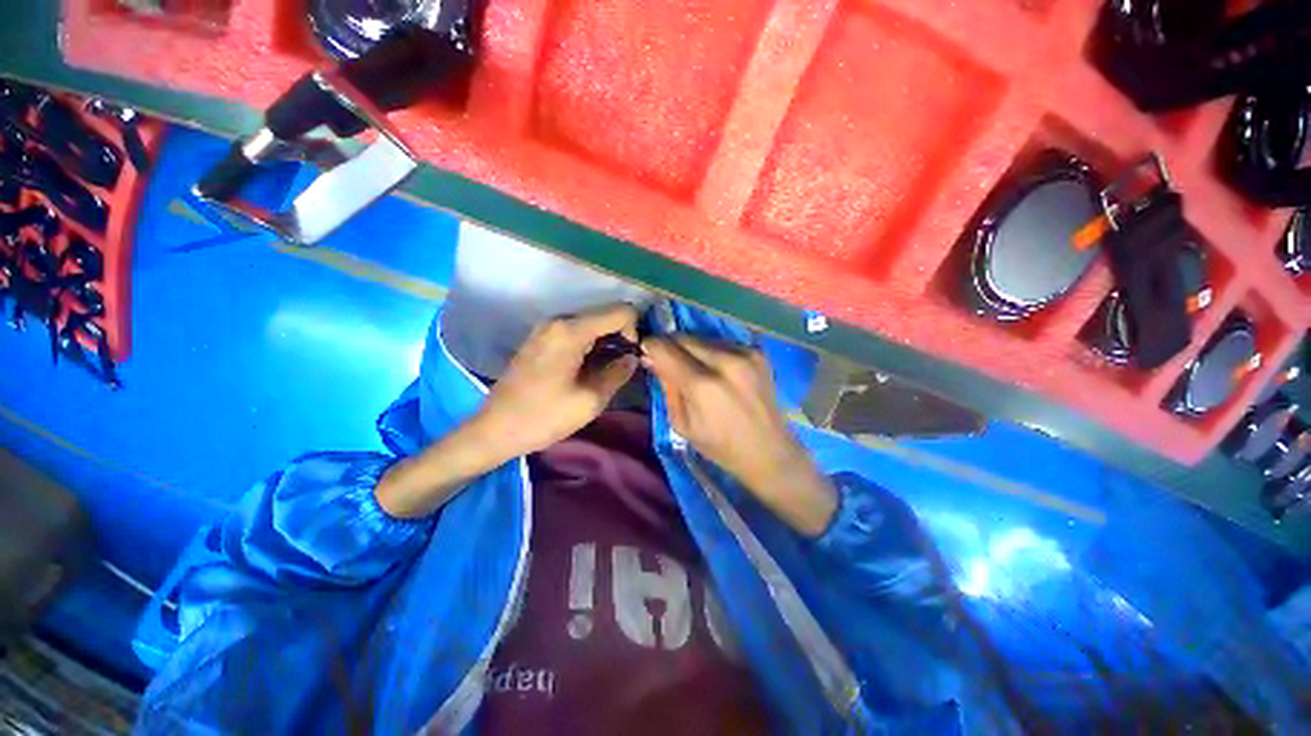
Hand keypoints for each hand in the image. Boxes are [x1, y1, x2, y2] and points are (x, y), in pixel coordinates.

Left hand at [474, 303, 640, 457]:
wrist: (495, 429)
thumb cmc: (544, 417)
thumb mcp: (590, 400)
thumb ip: (618, 373)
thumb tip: (632, 358)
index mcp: (571, 330)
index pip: (620, 311)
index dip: (634, 332)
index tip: (630, 359)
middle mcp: (559, 320)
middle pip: (606, 314)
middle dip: (622, 337)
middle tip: (622, 368)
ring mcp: (547, 328)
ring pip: (592, 323)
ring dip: (607, 342)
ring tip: (607, 371)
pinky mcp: (542, 338)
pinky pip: (577, 332)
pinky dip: (591, 345)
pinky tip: (589, 369)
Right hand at [642, 336, 836, 535]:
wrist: (769, 451)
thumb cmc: (720, 446)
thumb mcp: (682, 423)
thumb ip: (667, 387)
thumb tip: (651, 359)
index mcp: (703, 385)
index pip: (665, 348)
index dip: (650, 346)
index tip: (645, 351)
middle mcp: (725, 361)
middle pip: (683, 337)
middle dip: (669, 346)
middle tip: (666, 360)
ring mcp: (745, 353)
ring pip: (702, 338)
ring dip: (690, 348)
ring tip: (692, 368)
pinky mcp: (757, 352)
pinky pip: (722, 343)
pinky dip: (711, 352)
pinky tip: (715, 370)